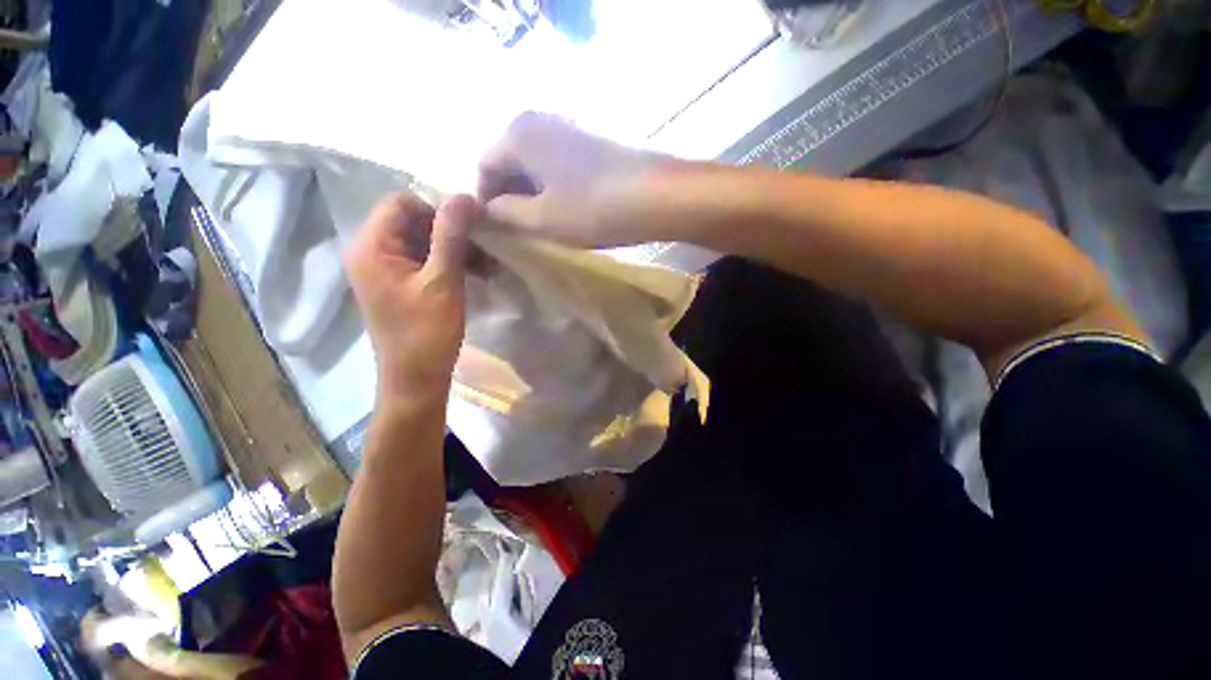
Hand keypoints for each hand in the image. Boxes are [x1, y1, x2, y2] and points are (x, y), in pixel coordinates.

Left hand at [343, 191, 479, 401]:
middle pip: (412, 220)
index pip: (402, 202)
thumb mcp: (443, 282)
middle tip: (483, 246)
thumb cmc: (427, 333)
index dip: (438, 208)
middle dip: (450, 229)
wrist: (416, 378)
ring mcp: (384, 269)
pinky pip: (424, 259)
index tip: (472, 227)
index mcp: (371, 247)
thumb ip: (451, 237)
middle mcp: (370, 251)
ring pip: (422, 240)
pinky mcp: (399, 283)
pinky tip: (475, 272)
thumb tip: (465, 196)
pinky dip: (449, 261)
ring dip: (454, 247)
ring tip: (485, 262)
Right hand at [478, 112, 677, 247]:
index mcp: (518, 132)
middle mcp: (538, 119)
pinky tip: (565, 208)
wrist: (659, 195)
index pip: (484, 167)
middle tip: (518, 230)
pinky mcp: (590, 139)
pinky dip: (553, 186)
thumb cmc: (594, 208)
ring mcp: (568, 126)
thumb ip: (505, 214)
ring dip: (531, 194)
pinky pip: (557, 163)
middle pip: (509, 162)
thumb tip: (487, 209)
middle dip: (509, 197)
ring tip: (542, 223)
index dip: (485, 202)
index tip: (495, 230)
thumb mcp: (542, 219)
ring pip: (534, 164)